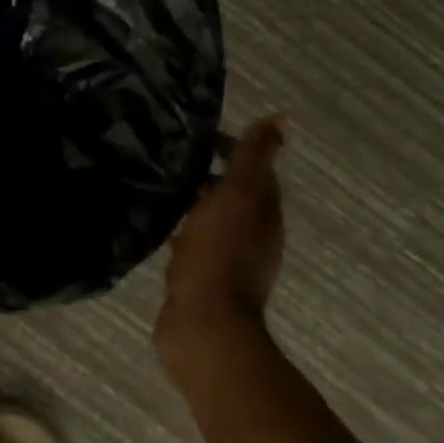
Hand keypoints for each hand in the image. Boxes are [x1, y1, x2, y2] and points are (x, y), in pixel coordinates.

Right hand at [154, 115, 287, 387]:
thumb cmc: (219, 253)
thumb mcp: (237, 195)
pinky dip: (182, 229)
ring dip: (194, 201)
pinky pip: (193, 243)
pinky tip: (160, 225)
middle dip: (208, 172)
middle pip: (233, 193)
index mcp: (263, 212)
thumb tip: (283, 118)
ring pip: (212, 217)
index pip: (253, 169)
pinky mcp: (201, 277)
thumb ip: (253, 158)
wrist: (204, 324)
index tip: (195, 134)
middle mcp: (251, 234)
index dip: (229, 148)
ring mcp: (227, 258)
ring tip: (162, 183)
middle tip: (172, 154)